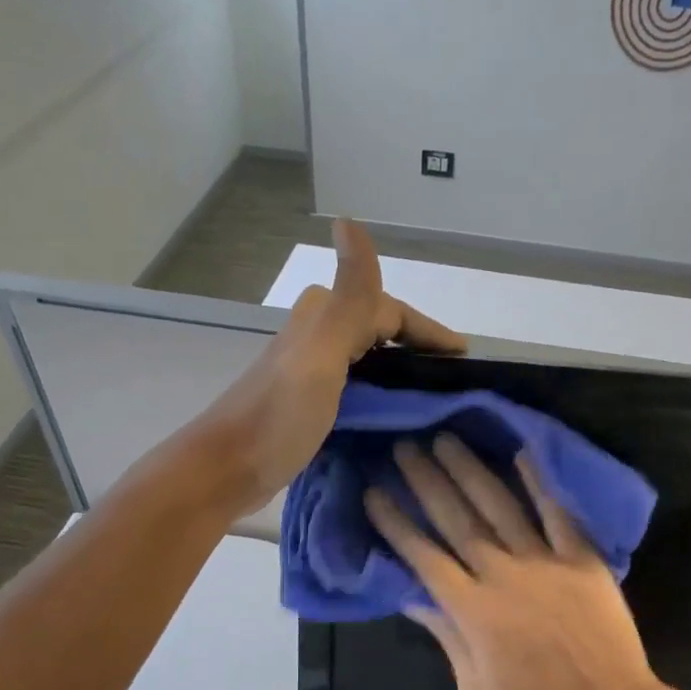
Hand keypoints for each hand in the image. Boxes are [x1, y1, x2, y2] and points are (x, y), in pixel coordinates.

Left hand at [202, 219, 465, 511]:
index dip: (428, 330)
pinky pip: (355, 390)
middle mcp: (315, 338)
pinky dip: (380, 397)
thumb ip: (349, 298)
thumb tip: (348, 220)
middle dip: (416, 348)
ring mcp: (309, 373)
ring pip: (367, 361)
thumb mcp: (321, 354)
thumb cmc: (279, 415)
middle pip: (377, 332)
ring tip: (431, 399)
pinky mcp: (306, 407)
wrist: (227, 469)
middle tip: (451, 380)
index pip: (389, 311)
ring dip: (399, 372)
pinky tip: (392, 419)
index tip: (463, 357)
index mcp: (323, 319)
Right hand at [363, 435, 669, 689]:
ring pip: (500, 506)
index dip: (396, 523)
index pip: (423, 556)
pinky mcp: (582, 559)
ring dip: (470, 471)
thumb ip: (445, 636)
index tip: (374, 491)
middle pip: (456, 520)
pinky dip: (540, 483)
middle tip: (405, 448)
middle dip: (426, 482)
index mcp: (472, 610)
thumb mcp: (475, 689)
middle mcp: (502, 575)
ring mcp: (545, 562)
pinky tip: (521, 454)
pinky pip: (558, 514)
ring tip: (447, 440)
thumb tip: (411, 596)